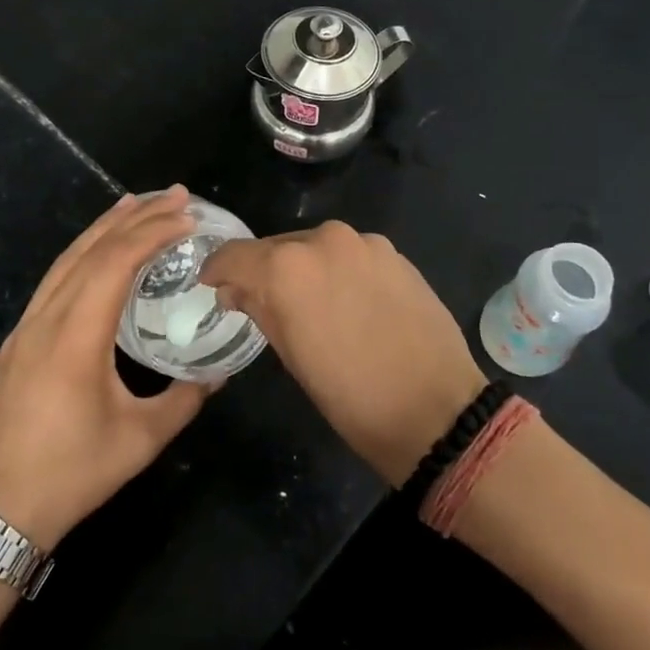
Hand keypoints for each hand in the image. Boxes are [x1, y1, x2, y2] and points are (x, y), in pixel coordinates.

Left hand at [0, 188, 215, 548]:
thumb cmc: (73, 474)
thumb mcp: (141, 439)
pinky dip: (80, 254)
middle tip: (173, 194)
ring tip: (135, 204)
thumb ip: (185, 399)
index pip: (115, 263)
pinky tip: (95, 253)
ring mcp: (24, 328)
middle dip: (134, 217)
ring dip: (103, 228)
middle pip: (90, 250)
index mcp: (75, 337)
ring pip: (65, 260)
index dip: (152, 234)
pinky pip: (52, 281)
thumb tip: (218, 373)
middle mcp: (45, 320)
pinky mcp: (15, 341)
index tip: (187, 217)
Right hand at [200, 222, 483, 486]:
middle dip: (264, 271)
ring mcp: (363, 243)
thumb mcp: (291, 356)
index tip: (213, 286)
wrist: (436, 409)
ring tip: (312, 305)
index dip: (218, 270)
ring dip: (305, 270)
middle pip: (276, 247)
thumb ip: (259, 309)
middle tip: (263, 303)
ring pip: (315, 248)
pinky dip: (339, 271)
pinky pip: (350, 254)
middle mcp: (323, 240)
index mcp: (286, 268)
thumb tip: (237, 290)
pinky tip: (350, 302)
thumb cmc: (351, 395)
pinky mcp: (394, 253)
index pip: (234, 255)